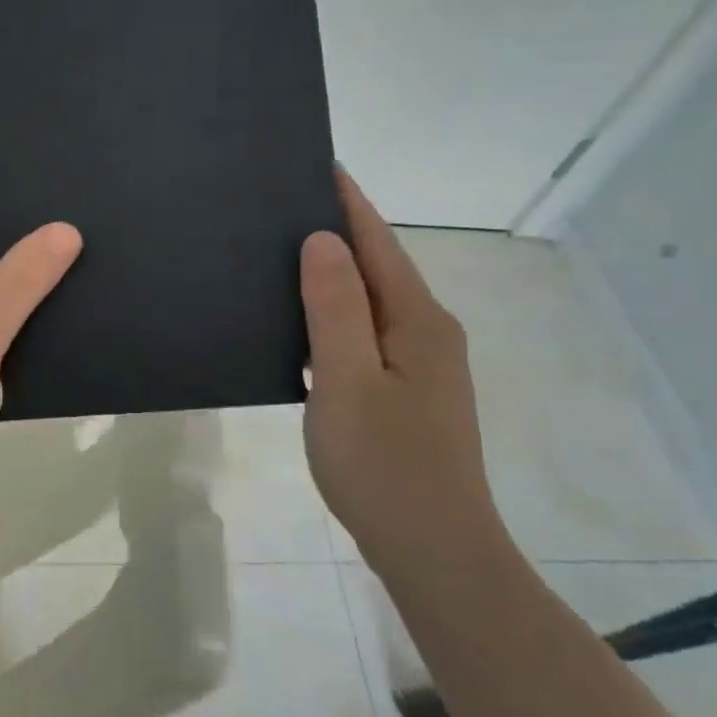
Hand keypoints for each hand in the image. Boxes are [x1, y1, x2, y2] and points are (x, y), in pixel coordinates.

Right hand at [299, 168, 503, 575]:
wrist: (434, 552)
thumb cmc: (384, 465)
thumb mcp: (347, 381)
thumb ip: (336, 307)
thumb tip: (322, 239)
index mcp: (418, 321)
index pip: (377, 242)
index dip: (348, 202)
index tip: (317, 164)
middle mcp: (428, 332)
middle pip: (379, 267)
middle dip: (337, 232)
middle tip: (282, 207)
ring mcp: (422, 365)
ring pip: (372, 303)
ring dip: (335, 276)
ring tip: (283, 255)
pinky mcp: (409, 393)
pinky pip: (367, 335)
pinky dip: (336, 316)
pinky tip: (304, 323)